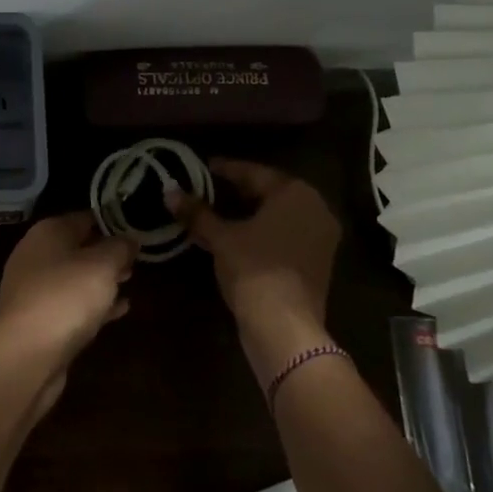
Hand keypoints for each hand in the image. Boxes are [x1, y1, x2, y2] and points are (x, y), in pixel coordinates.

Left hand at [0, 212, 136, 411]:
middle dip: (107, 252)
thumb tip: (129, 239)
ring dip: (101, 279)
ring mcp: (35, 290)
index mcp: (48, 233)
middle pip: (78, 248)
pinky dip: (94, 305)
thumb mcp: (103, 265)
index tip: (137, 228)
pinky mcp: (39, 321)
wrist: (26, 354)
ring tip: (131, 280)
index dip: (111, 221)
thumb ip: (120, 248)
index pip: (84, 218)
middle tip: (137, 258)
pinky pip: (72, 306)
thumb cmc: (66, 297)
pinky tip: (120, 310)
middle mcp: (36, 256)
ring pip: (75, 278)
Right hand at [170, 159, 341, 382]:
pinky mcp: (319, 261)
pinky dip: (265, 232)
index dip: (226, 169)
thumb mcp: (221, 238)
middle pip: (271, 192)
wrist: (284, 325)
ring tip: (222, 213)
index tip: (205, 166)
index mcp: (296, 193)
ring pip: (281, 216)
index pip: (255, 173)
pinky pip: (288, 235)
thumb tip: (170, 192)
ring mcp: (322, 236)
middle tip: (212, 188)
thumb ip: (197, 213)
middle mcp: (316, 208)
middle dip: (240, 191)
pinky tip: (241, 238)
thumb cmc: (253, 269)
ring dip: (252, 213)